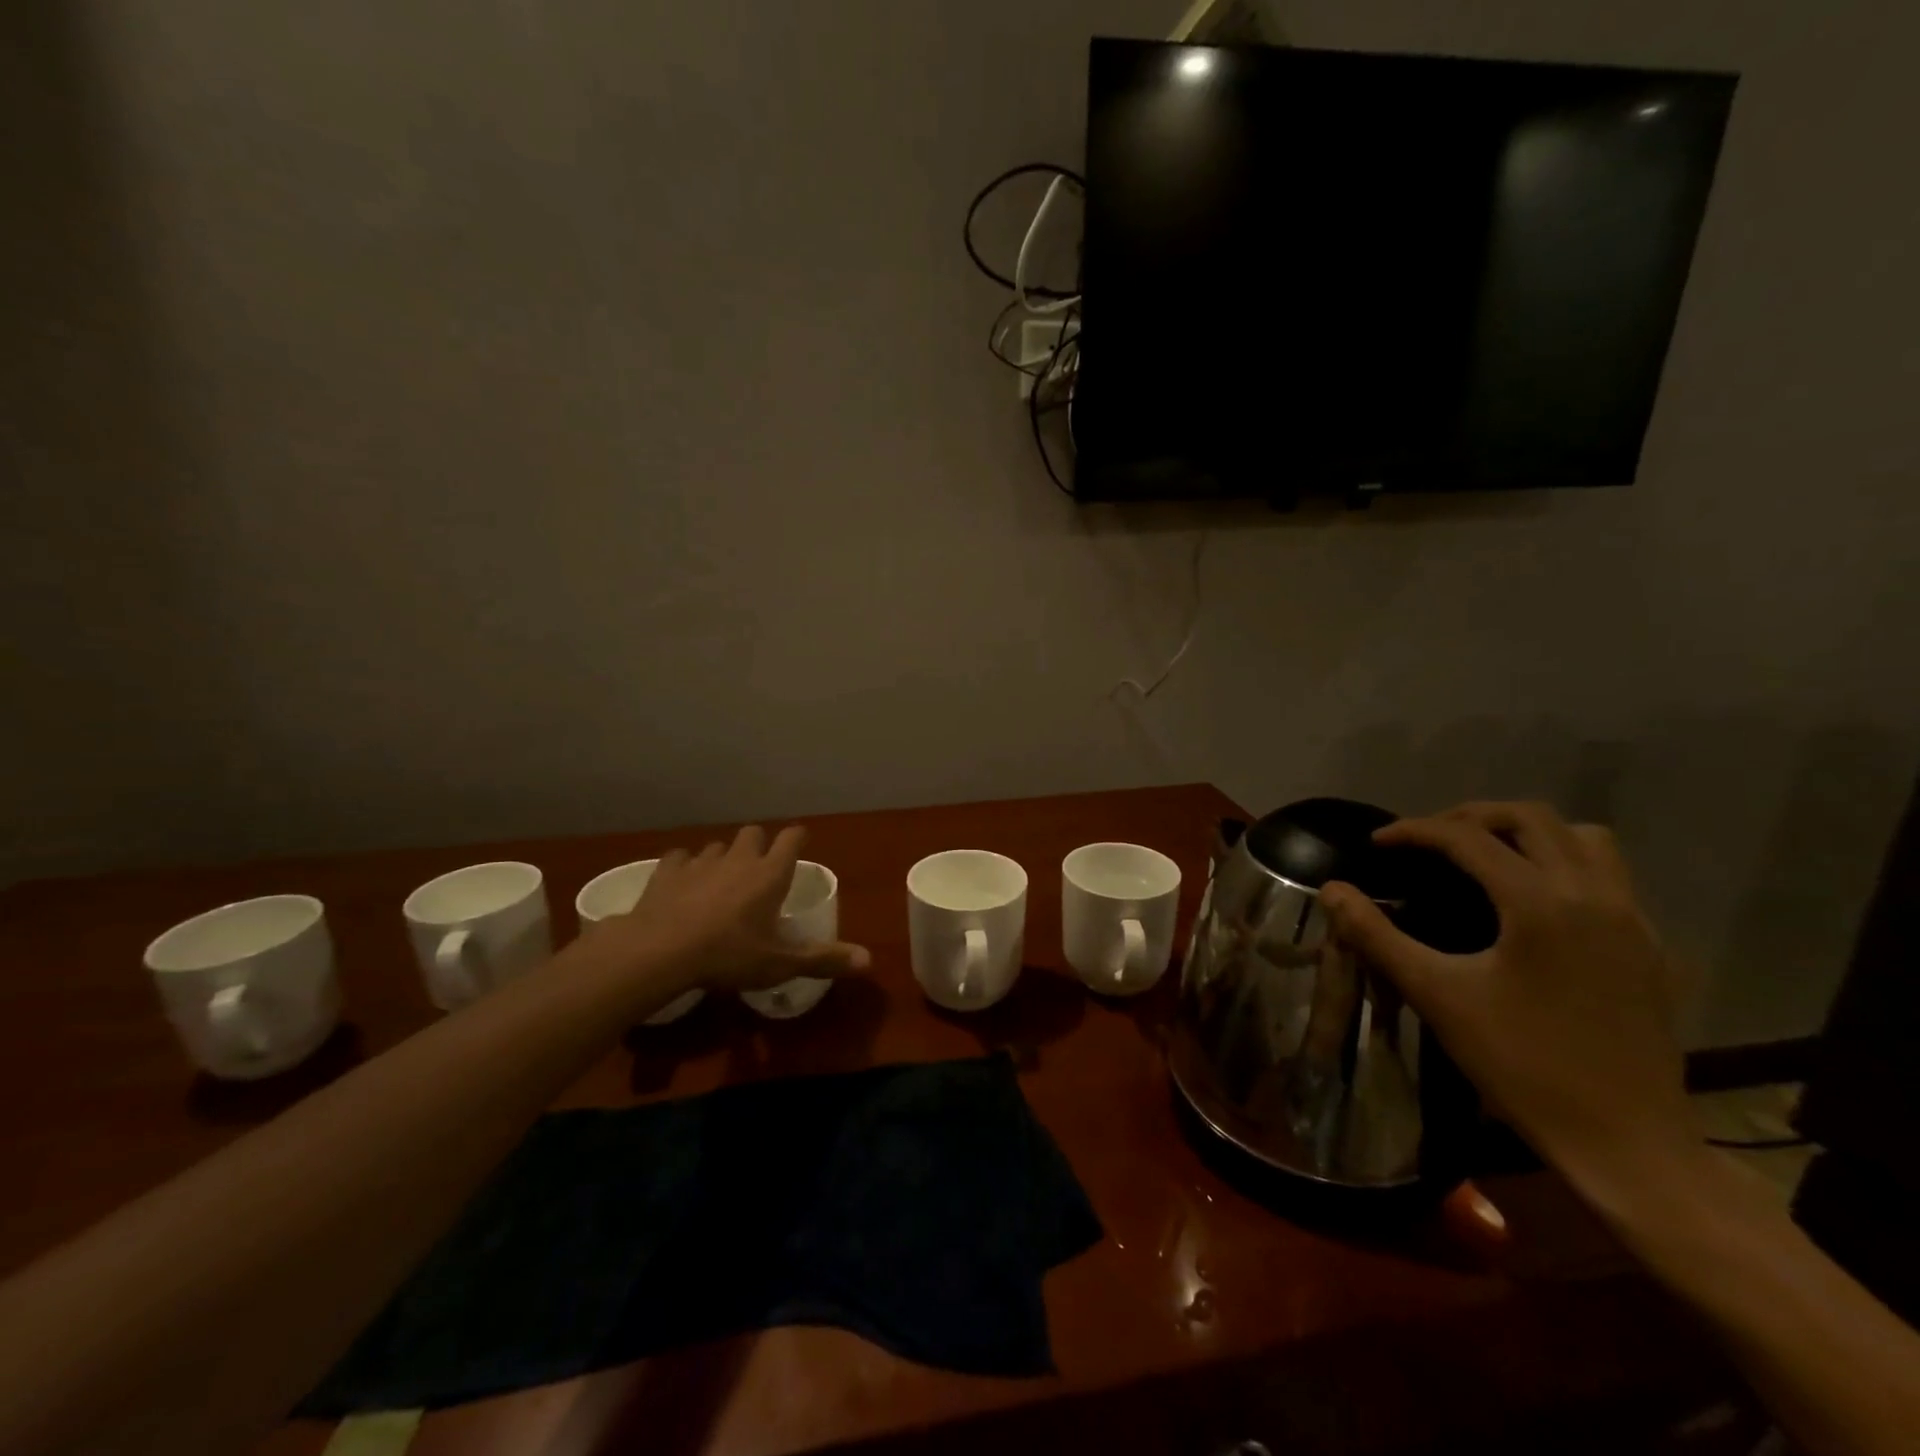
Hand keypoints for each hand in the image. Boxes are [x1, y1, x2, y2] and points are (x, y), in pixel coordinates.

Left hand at [586, 826, 869, 994]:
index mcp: (770, 874)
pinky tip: (682, 884)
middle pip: (753, 833)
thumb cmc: (728, 955)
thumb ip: (823, 959)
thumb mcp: (780, 963)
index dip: (798, 838)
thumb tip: (869, 961)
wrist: (660, 952)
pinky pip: (680, 857)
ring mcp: (700, 862)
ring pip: (717, 845)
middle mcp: (738, 858)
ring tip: (720, 881)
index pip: (792, 838)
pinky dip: (685, 867)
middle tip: (759, 869)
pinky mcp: (667, 871)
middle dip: (759, 844)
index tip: (801, 844)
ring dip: (723, 857)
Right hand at [1320, 802, 1701, 1197]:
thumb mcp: (1436, 995)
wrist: (1624, 1143)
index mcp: (1539, 904)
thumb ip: (1376, 935)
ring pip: (1584, 839)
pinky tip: (1533, 903)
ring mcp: (1633, 920)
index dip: (1414, 831)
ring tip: (1485, 856)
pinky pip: (1610, 876)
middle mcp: (1594, 896)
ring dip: (1528, 834)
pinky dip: (1564, 865)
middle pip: (1532, 818)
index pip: (1467, 837)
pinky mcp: (1651, 948)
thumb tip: (1331, 891)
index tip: (1378, 843)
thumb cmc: (1521, 1065)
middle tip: (1428, 841)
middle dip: (1471, 818)